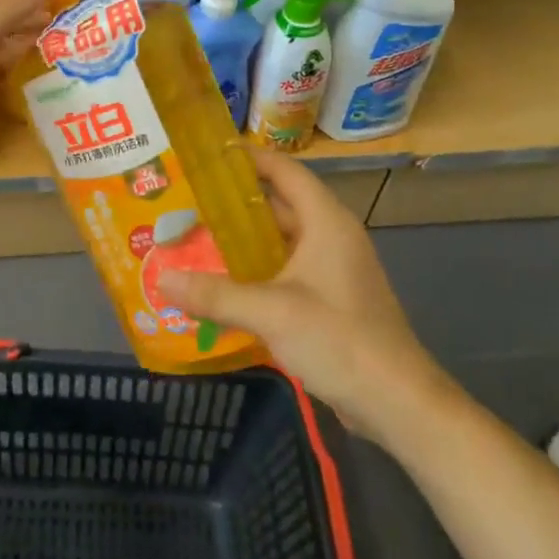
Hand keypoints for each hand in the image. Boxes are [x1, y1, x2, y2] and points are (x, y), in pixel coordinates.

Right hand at [158, 149, 445, 437]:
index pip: (283, 171)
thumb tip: (161, 279)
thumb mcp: (271, 313)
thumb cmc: (340, 340)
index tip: (203, 156)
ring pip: (277, 242)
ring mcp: (331, 270)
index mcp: (325, 222)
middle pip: (276, 205)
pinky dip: (253, 272)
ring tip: (190, 240)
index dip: (246, 158)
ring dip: (239, 241)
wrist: (397, 403)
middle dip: (231, 204)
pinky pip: (283, 272)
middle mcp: (329, 237)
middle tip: (183, 203)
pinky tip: (219, 285)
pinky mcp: (328, 300)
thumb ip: (215, 294)